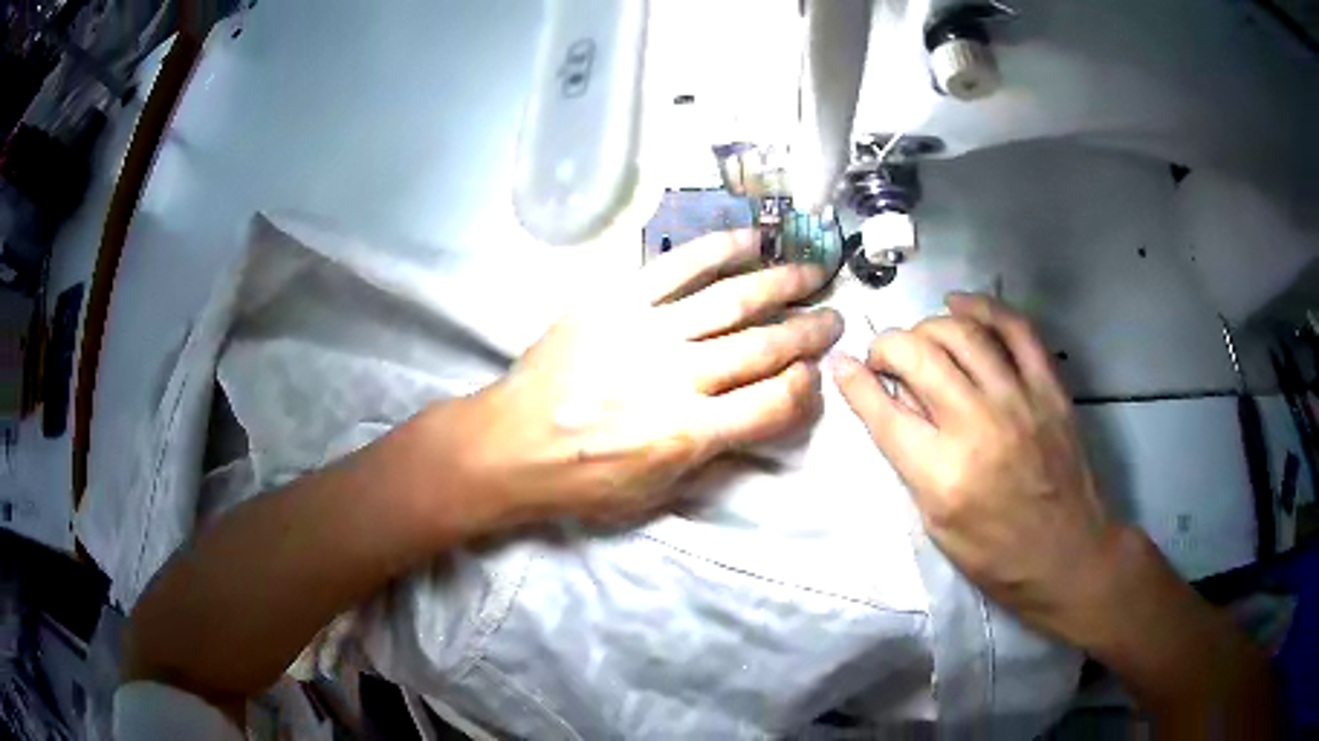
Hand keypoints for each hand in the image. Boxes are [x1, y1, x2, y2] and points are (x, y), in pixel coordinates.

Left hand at [460, 230, 841, 524]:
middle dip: (809, 332)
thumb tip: (759, 420)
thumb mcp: (652, 495)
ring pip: (731, 299)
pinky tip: (751, 238)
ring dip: (780, 283)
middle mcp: (676, 376)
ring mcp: (646, 330)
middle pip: (763, 347)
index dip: (804, 389)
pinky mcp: (616, 300)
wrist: (508, 444)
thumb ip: (711, 458)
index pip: (772, 404)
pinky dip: (718, 248)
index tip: (815, 377)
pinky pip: (676, 266)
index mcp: (686, 432)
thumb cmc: (579, 480)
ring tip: (812, 271)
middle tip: (835, 318)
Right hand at [832, 293, 1122, 640]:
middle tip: (883, 357)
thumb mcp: (936, 524)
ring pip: (962, 334)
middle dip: (887, 346)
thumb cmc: (995, 555)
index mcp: (942, 476)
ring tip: (920, 339)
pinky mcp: (1049, 388)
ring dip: (928, 327)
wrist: (1068, 556)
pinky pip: (1016, 329)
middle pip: (919, 358)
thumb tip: (889, 405)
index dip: (855, 382)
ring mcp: (1019, 401)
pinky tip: (960, 304)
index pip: (884, 412)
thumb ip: (911, 461)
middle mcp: (977, 427)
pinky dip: (984, 308)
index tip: (843, 365)